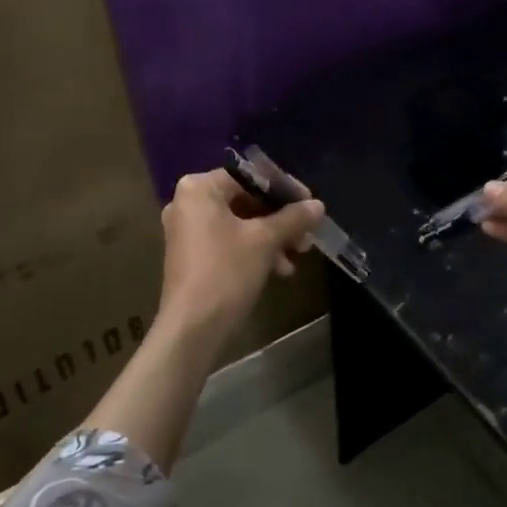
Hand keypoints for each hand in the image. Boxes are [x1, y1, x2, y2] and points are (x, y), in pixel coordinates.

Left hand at [158, 169, 323, 334]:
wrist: (192, 330)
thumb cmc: (226, 272)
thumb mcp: (265, 241)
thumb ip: (293, 218)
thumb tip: (318, 205)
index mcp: (199, 189)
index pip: (251, 177)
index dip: (285, 189)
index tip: (310, 204)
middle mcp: (189, 203)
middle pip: (246, 200)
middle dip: (281, 218)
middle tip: (307, 233)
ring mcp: (188, 230)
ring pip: (241, 223)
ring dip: (273, 237)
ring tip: (298, 254)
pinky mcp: (193, 255)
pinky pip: (230, 241)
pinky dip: (255, 250)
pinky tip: (280, 269)